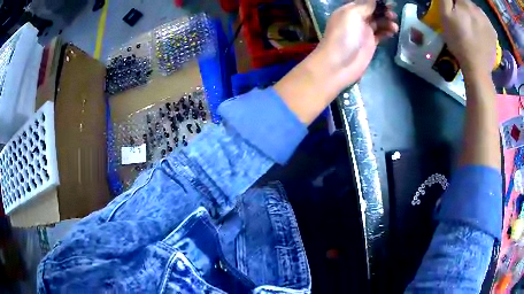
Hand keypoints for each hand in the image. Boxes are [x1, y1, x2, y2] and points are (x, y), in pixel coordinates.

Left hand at [274, 0, 397, 124]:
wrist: (339, 64)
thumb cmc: (343, 36)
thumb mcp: (352, 14)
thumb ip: (365, 6)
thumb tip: (375, 0)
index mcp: (349, 9)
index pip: (366, 2)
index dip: (378, 2)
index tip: (390, 3)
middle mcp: (357, 18)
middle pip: (373, 11)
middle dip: (384, 11)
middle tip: (393, 14)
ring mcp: (364, 31)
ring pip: (379, 22)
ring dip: (388, 21)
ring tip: (394, 26)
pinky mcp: (370, 43)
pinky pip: (381, 33)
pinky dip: (387, 31)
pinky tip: (393, 32)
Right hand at [439, 0, 496, 75]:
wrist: (477, 69)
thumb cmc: (459, 43)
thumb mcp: (445, 17)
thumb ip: (446, 0)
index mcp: (465, 4)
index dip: (455, 3)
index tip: (454, 13)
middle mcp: (478, 9)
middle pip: (468, 3)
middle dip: (465, 8)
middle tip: (463, 21)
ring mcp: (488, 21)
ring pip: (478, 11)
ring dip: (474, 15)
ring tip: (473, 27)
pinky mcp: (494, 33)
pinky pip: (486, 22)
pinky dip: (483, 24)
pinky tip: (481, 32)